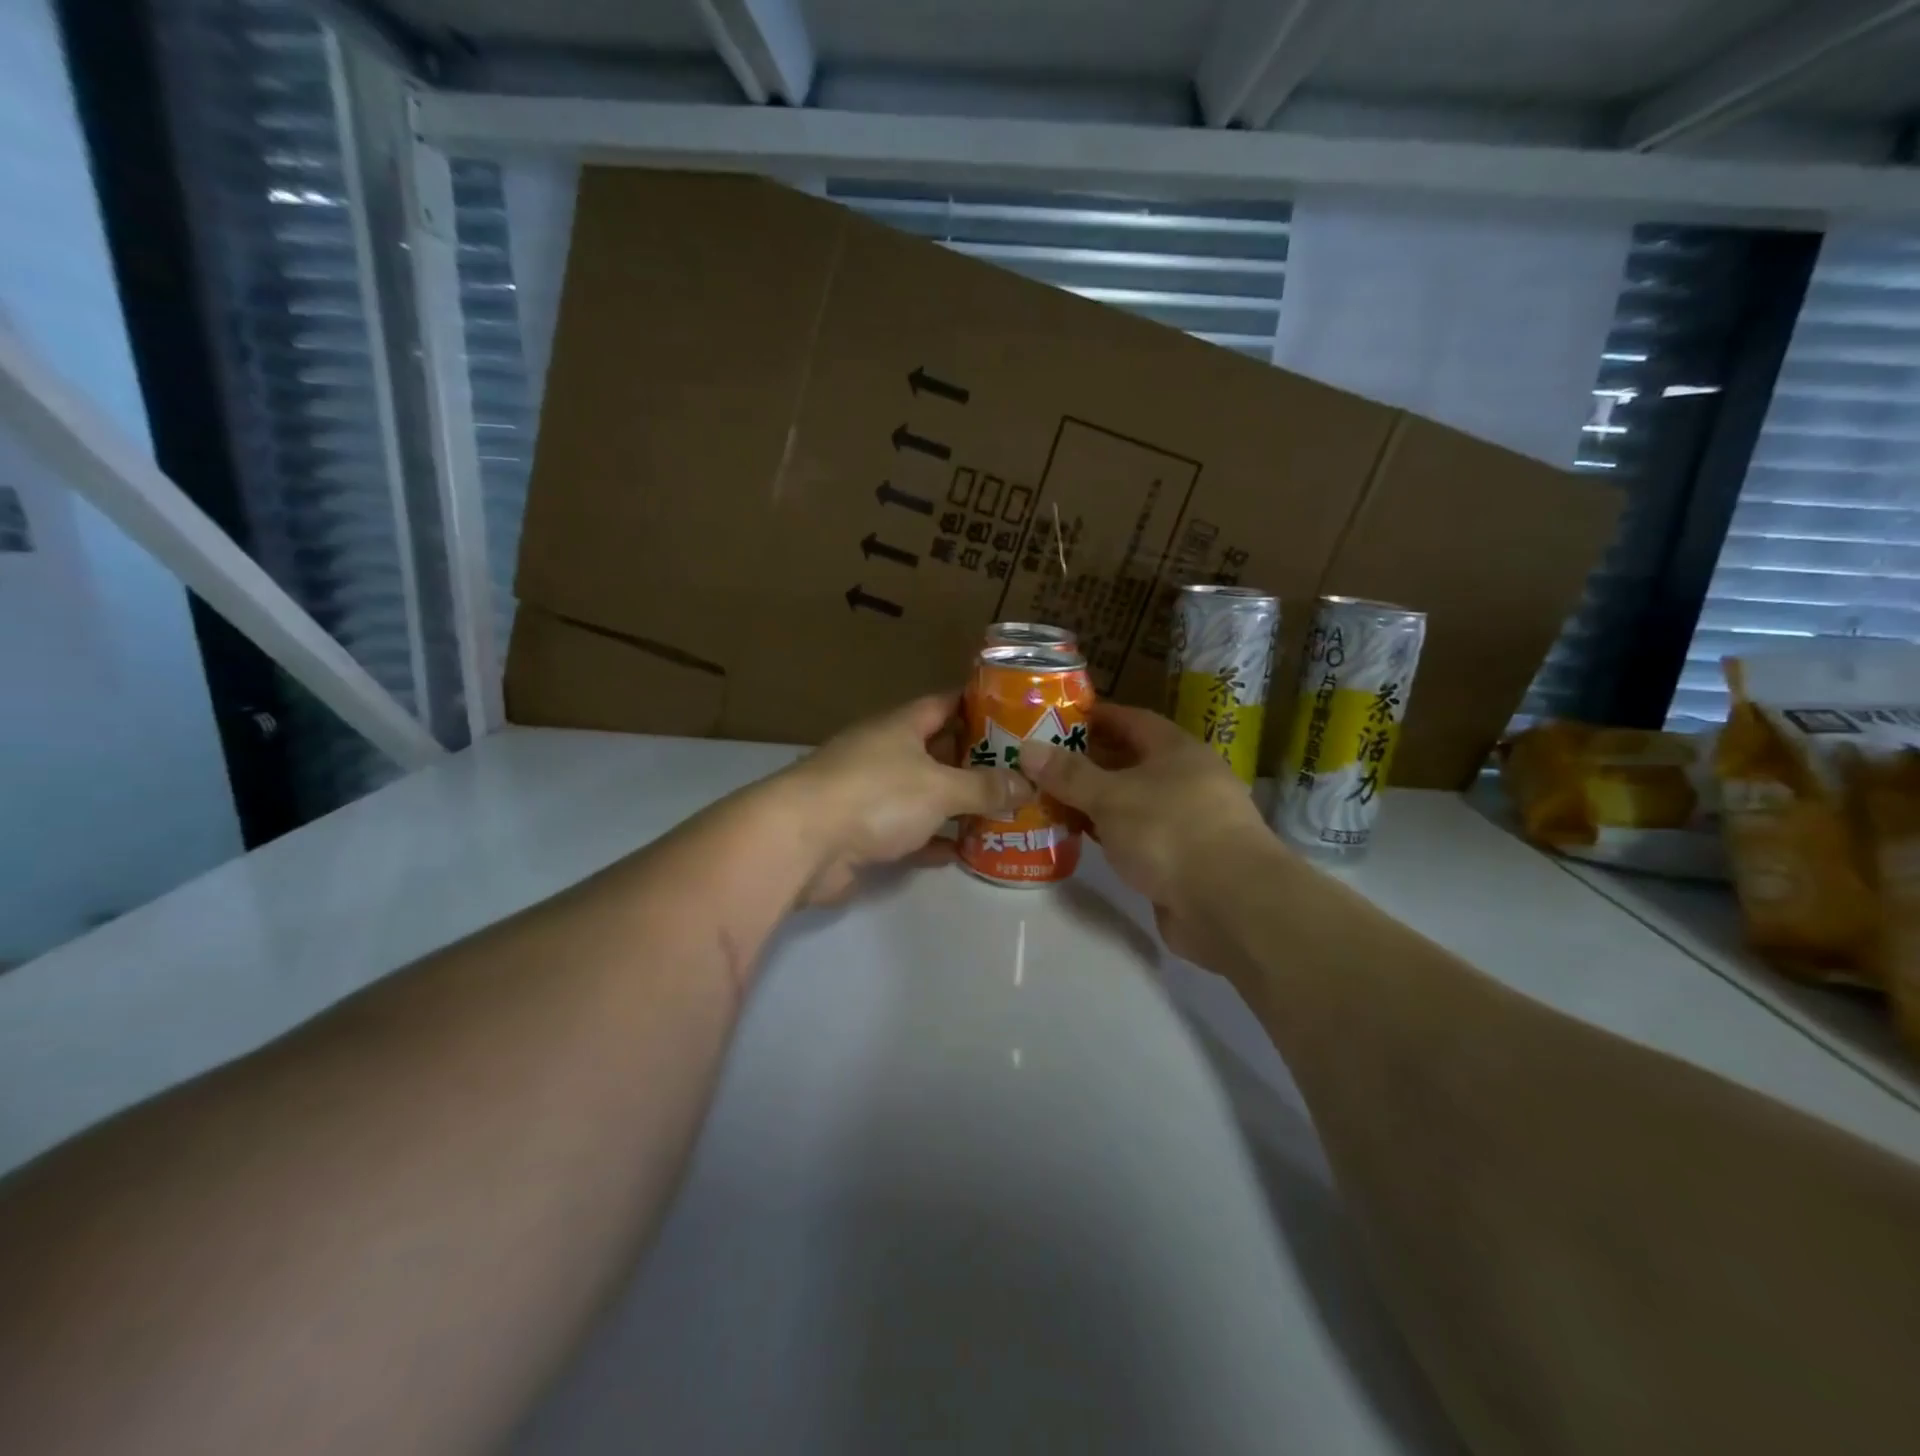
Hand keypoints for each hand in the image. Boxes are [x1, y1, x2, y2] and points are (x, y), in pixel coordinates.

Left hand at [781, 693, 1031, 903]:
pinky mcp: (862, 833)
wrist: (802, 843)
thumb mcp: (940, 787)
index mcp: (900, 726)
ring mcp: (870, 793)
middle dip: (976, 761)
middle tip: (1020, 772)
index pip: (946, 703)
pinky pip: (909, 833)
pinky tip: (965, 852)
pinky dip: (934, 841)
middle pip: (937, 750)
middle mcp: (884, 753)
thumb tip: (1026, 784)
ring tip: (1003, 812)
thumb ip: (984, 787)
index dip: (980, 705)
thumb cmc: (876, 796)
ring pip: (924, 794)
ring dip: (957, 805)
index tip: (1017, 714)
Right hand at [1018, 704, 1277, 969]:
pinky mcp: (1182, 860)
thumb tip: (1027, 748)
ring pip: (1131, 801)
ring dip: (1095, 801)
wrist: (1229, 904)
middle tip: (1041, 765)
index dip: (1095, 717)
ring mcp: (1186, 821)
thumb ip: (1069, 774)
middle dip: (1087, 762)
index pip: (1130, 719)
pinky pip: (1136, 836)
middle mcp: (1185, 779)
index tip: (1056, 720)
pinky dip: (1109, 833)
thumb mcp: (1111, 796)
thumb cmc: (1169, 831)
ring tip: (1049, 800)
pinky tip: (1079, 838)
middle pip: (1130, 761)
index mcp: (1176, 750)